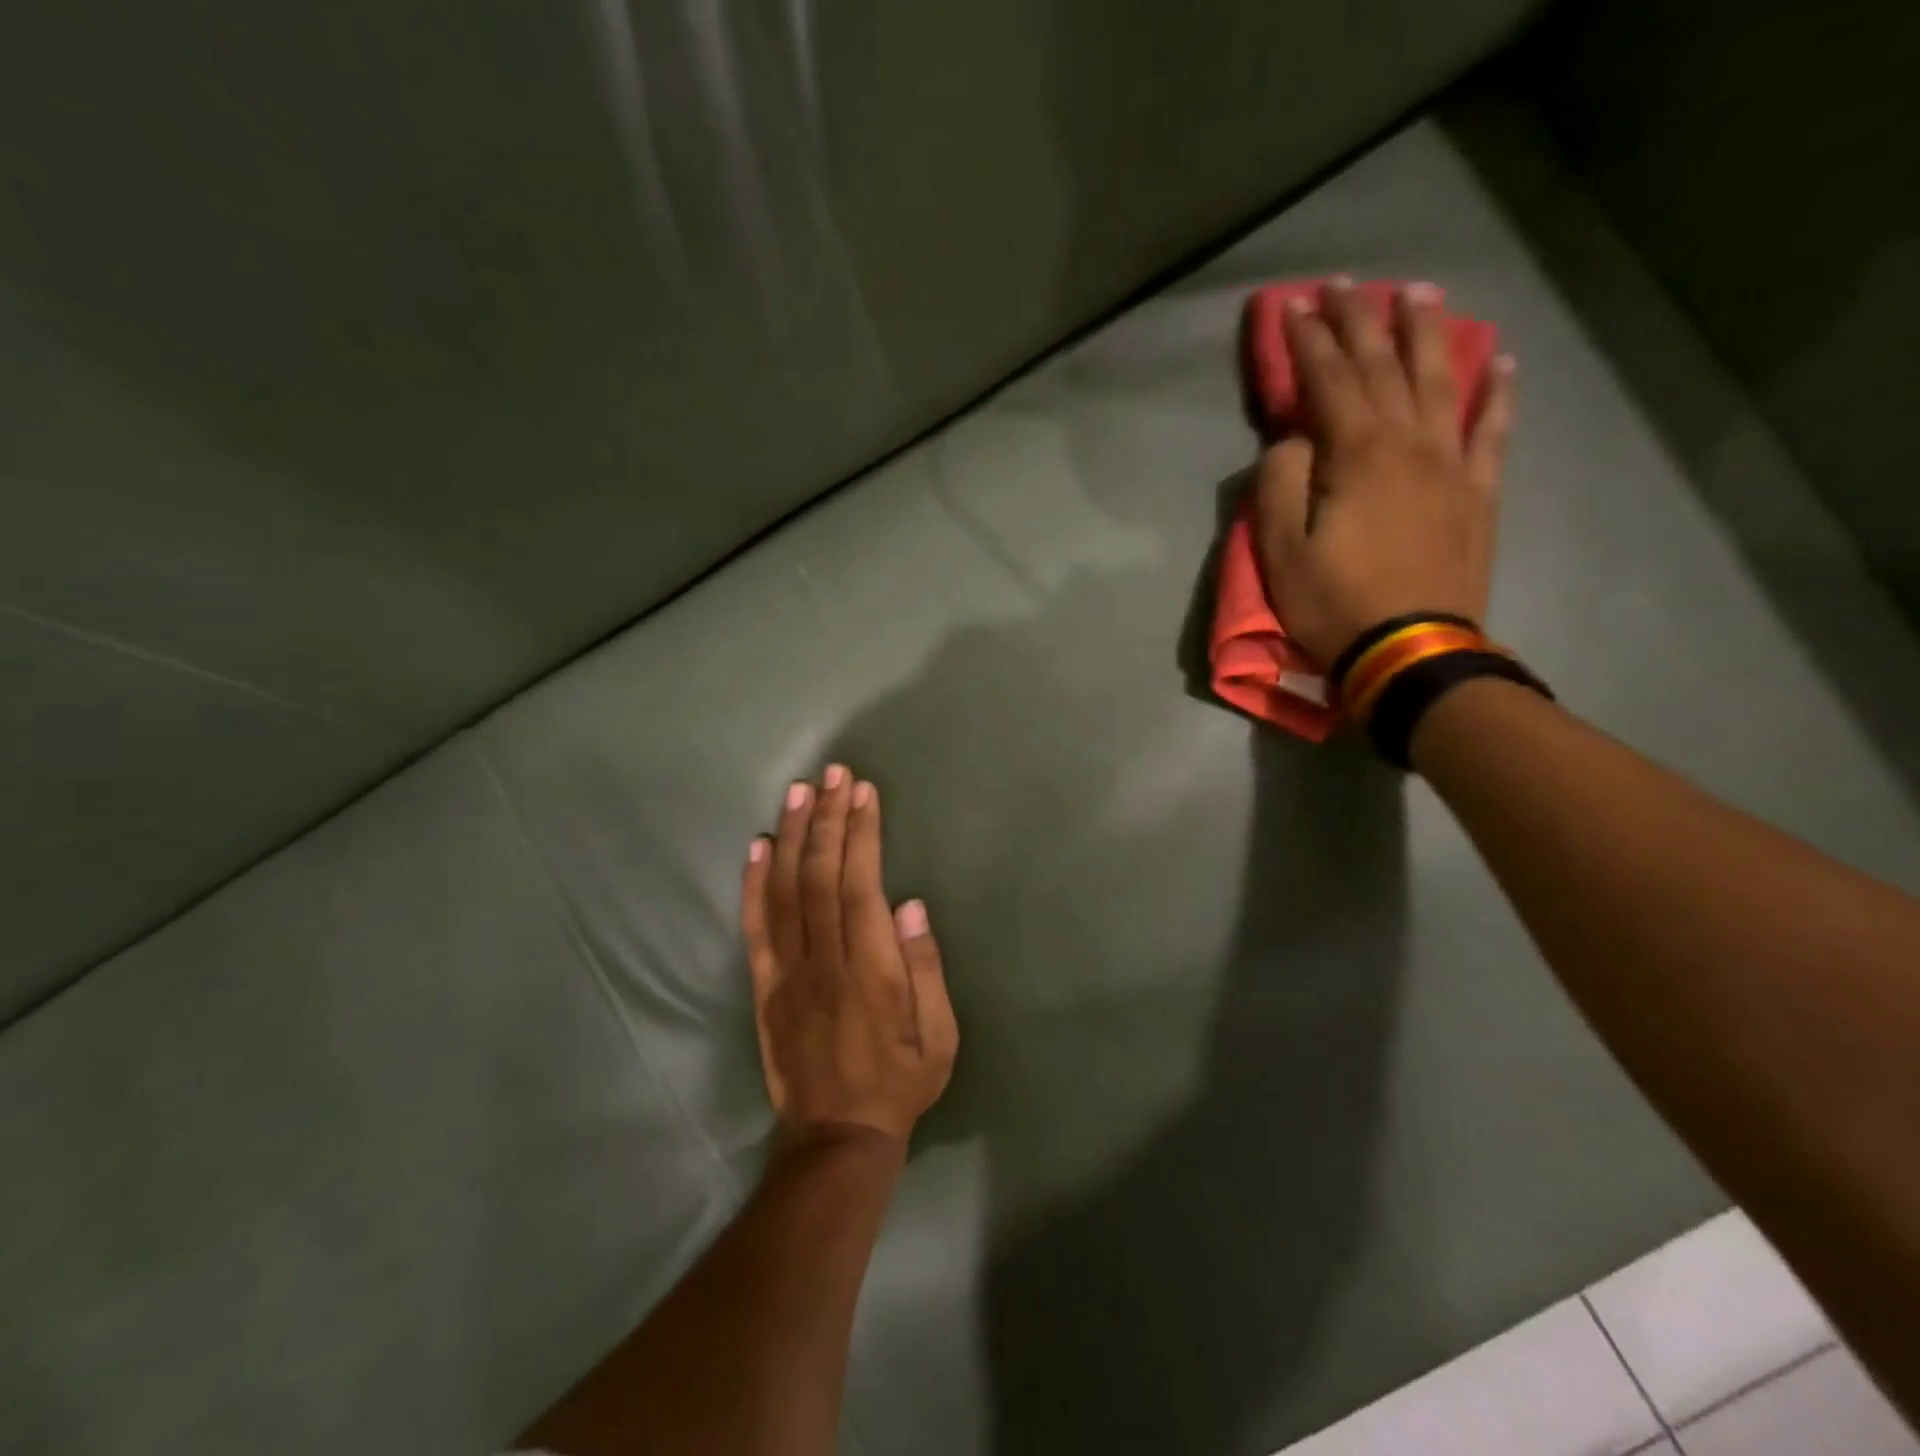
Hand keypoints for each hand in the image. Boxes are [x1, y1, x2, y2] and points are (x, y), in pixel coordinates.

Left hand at [740, 766, 957, 1145]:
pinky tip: (759, 845)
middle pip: (820, 877)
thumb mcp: (940, 1037)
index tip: (863, 794)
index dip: (860, 835)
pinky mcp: (764, 986)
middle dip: (827, 819)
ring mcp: (787, 973)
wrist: (837, 1137)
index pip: (860, 887)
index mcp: (871, 972)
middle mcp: (824, 963)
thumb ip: (926, 970)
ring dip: (792, 836)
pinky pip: (755, 927)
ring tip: (799, 791)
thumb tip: (912, 906)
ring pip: (785, 892)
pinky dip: (754, 883)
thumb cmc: (900, 1082)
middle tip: (833, 774)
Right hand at [1254, 277, 1516, 666]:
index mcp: (1356, 454)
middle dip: (1361, 321)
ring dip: (1426, 335)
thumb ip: (1280, 483)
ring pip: (1440, 382)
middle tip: (1346, 284)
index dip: (1310, 340)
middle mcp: (1409, 443)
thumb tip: (1293, 440)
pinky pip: (1492, 431)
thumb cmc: (1333, 603)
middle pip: (1384, 367)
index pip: (1329, 380)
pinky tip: (1501, 360)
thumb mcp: (1280, 551)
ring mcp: (1451, 465)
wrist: (1409, 650)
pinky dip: (1497, 392)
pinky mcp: (1477, 494)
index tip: (1293, 306)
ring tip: (1418, 293)